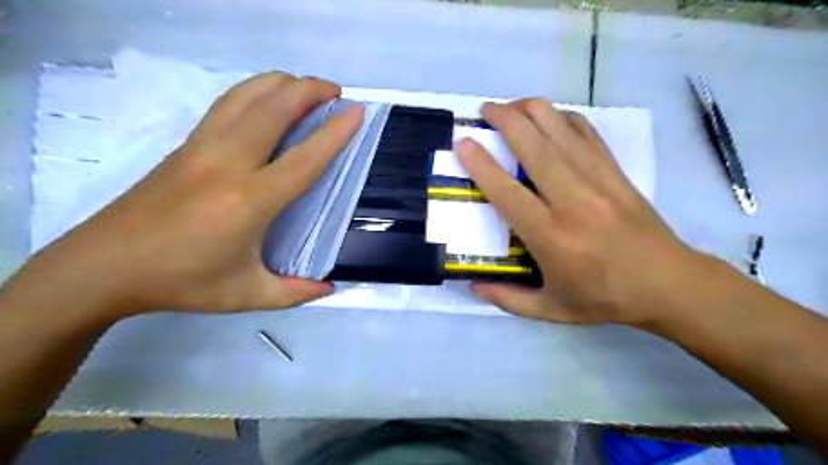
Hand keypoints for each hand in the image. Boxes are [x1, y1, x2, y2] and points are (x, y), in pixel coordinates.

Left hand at [14, 72, 362, 316]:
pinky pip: (227, 104)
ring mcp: (203, 147)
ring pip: (247, 96)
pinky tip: (267, 98)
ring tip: (306, 87)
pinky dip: (255, 91)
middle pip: (275, 109)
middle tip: (337, 92)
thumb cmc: (182, 282)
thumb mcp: (246, 295)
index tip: (356, 112)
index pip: (304, 158)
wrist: (102, 265)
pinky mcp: (186, 144)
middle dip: (310, 90)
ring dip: (282, 83)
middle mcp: (228, 163)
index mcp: (250, 200)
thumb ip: (294, 293)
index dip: (335, 133)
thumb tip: (329, 288)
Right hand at [456, 97, 707, 330]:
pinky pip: (588, 135)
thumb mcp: (551, 310)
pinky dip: (565, 118)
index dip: (482, 164)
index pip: (508, 192)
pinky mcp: (617, 173)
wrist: (668, 284)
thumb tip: (473, 286)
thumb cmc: (604, 298)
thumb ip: (508, 300)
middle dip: (506, 120)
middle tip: (484, 109)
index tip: (464, 143)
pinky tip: (551, 116)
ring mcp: (599, 181)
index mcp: (551, 236)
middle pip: (535, 148)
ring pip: (562, 132)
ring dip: (533, 111)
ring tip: (511, 105)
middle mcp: (573, 201)